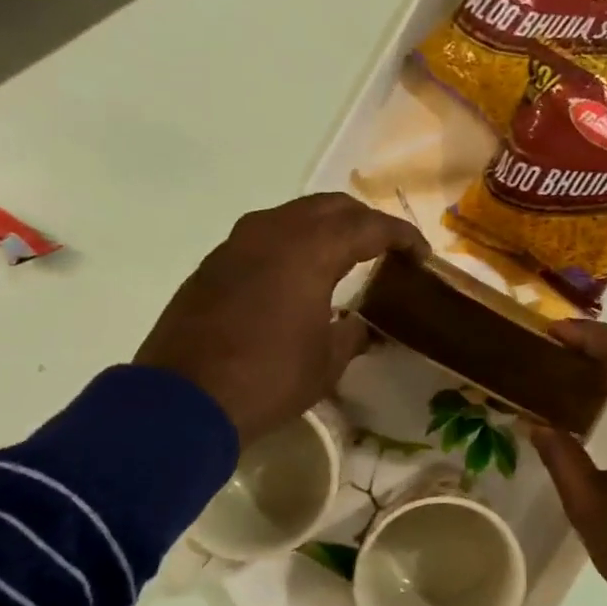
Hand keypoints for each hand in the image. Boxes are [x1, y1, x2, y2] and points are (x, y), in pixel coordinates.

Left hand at [136, 194, 426, 443]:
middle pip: (330, 206)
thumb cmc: (269, 379)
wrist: (185, 399)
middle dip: (364, 221)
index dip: (402, 236)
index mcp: (310, 250)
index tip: (421, 254)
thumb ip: (352, 334)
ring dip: (325, 227)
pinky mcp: (214, 262)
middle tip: (386, 248)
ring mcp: (238, 243)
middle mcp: (274, 232)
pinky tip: (299, 274)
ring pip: (294, 214)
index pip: (369, 226)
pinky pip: (265, 235)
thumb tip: (359, 326)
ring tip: (345, 255)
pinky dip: (293, 243)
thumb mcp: (327, 362)